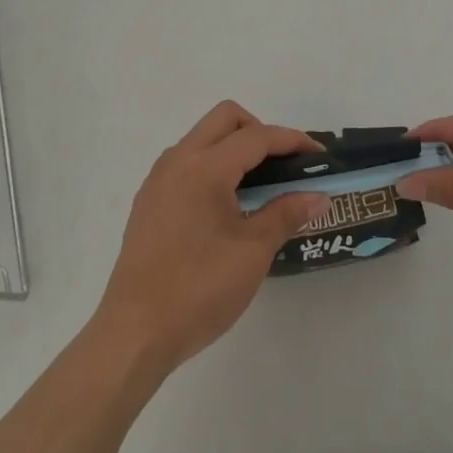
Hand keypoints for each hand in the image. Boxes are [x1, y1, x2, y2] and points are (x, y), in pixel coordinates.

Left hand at [94, 102, 327, 374]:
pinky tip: (226, 205)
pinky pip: (187, 161)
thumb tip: (318, 196)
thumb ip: (286, 214)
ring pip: (203, 137)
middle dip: (260, 131)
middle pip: (226, 118)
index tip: (318, 156)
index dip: (292, 141)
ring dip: (234, 146)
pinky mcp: (149, 199)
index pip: (256, 137)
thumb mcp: (252, 252)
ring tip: (258, 185)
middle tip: (283, 165)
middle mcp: (178, 160)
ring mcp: (158, 178)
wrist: (134, 333)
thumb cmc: (199, 290)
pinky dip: (213, 165)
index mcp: (205, 167)